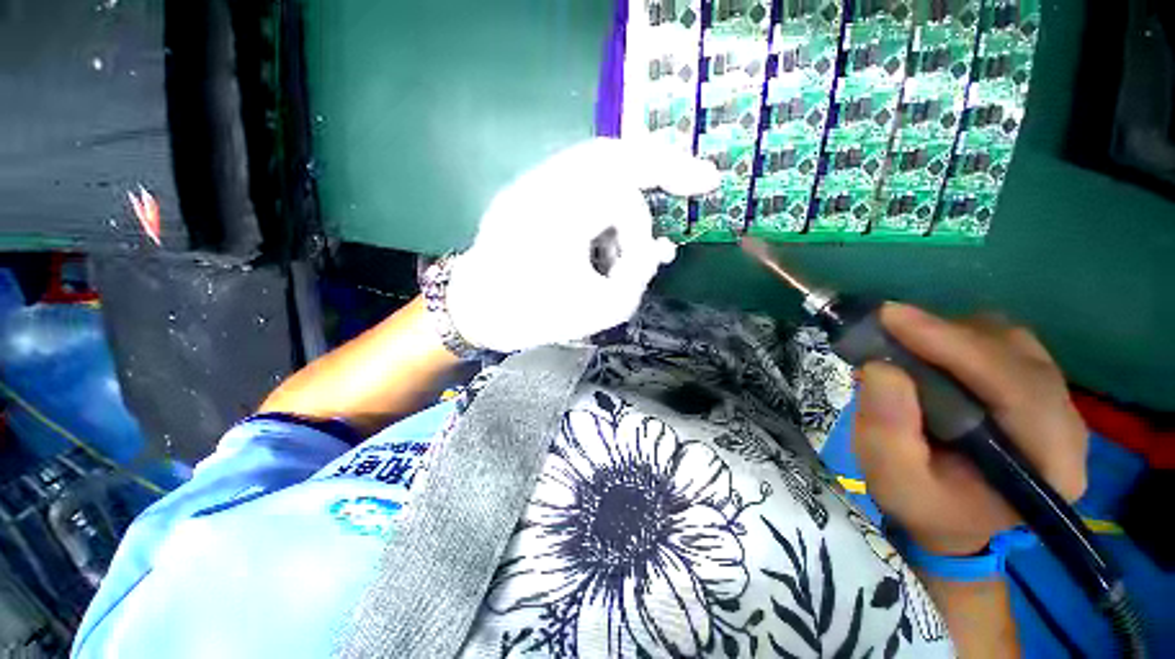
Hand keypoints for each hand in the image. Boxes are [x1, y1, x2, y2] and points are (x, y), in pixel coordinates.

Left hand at [445, 138, 718, 352]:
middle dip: (661, 163)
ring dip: (632, 186)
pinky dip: (607, 196)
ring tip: (646, 219)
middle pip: (614, 152)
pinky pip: (579, 178)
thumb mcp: (601, 310)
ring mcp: (533, 183)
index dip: (648, 225)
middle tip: (697, 178)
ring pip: (598, 161)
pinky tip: (612, 231)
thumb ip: (639, 277)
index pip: (625, 197)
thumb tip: (660, 249)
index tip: (681, 222)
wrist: (477, 311)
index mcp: (558, 212)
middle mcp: (543, 185)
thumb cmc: (534, 317)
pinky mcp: (530, 191)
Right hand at [853, 303, 1087, 555]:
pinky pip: (1004, 345)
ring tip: (904, 342)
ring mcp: (1056, 404)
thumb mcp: (894, 482)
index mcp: (1049, 465)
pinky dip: (960, 337)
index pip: (1018, 387)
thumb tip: (880, 368)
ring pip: (1012, 343)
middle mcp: (1067, 426)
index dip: (957, 346)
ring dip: (953, 334)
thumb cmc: (926, 507)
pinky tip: (928, 350)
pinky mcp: (1036, 390)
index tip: (892, 317)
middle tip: (886, 326)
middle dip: (949, 336)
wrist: (954, 518)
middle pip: (1018, 356)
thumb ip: (887, 433)